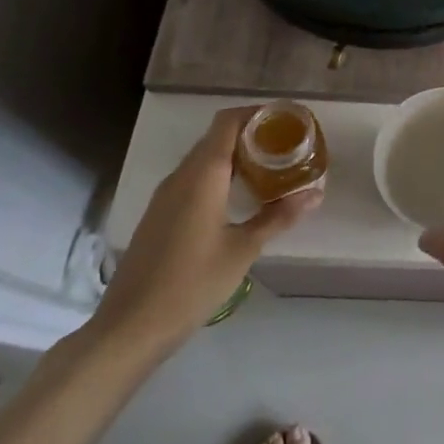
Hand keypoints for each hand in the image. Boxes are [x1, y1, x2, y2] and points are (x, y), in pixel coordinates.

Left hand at [90, 107, 320, 359]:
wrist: (128, 330)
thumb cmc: (191, 284)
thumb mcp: (243, 250)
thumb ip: (279, 216)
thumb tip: (315, 193)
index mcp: (203, 174)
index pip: (228, 121)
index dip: (257, 113)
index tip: (286, 120)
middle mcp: (181, 176)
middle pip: (217, 136)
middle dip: (252, 134)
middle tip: (286, 146)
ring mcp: (165, 196)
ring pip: (204, 158)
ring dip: (235, 156)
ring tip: (270, 168)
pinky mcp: (159, 216)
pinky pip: (193, 179)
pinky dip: (219, 175)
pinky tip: (238, 198)